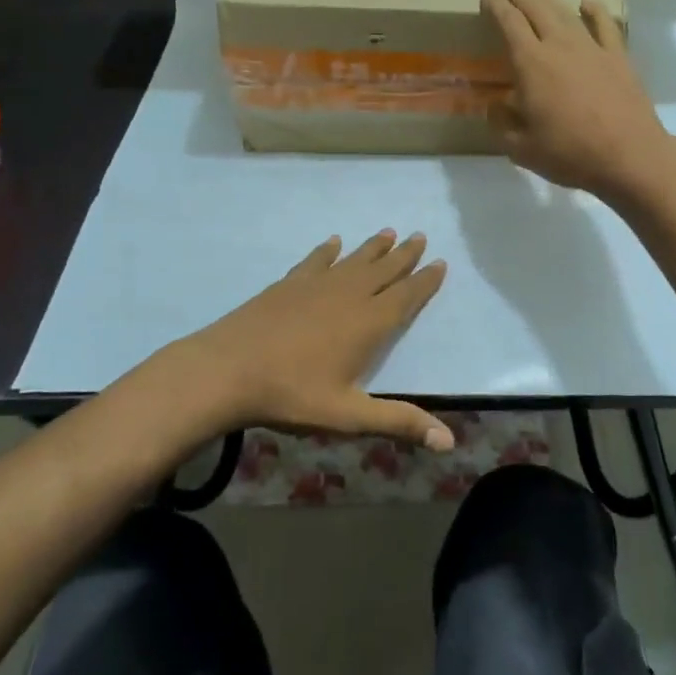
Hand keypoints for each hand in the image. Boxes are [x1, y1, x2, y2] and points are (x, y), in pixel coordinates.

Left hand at [164, 231, 453, 451]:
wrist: (226, 370)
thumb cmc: (292, 395)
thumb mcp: (349, 416)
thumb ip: (398, 422)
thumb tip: (449, 441)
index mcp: (368, 324)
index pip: (405, 297)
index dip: (424, 281)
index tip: (440, 263)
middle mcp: (347, 296)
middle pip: (383, 270)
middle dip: (404, 254)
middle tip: (420, 236)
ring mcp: (315, 286)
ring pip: (353, 261)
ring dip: (373, 247)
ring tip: (388, 232)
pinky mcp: (288, 285)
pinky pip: (315, 261)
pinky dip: (327, 251)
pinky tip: (333, 242)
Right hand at [480, 0, 675, 201]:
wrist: (629, 156)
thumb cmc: (570, 154)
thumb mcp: (521, 149)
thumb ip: (502, 125)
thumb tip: (495, 106)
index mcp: (531, 64)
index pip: (509, 23)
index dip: (496, 6)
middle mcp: (560, 46)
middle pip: (536, 8)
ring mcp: (592, 48)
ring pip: (565, 11)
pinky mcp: (618, 57)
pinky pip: (604, 24)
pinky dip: (594, 10)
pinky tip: (587, 2)